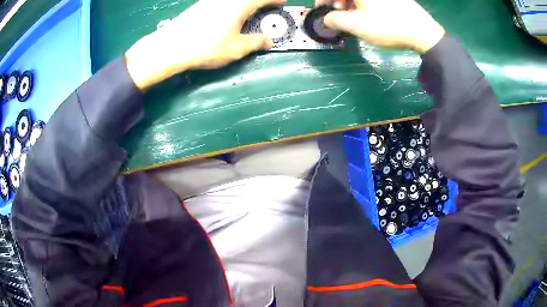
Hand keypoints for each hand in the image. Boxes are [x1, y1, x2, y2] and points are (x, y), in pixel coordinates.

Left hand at [126, 0, 285, 89]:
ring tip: (248, 13)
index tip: (281, 2)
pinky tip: (228, 16)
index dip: (274, 0)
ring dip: (245, 4)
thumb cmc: (206, 47)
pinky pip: (221, 2)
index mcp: (240, 5)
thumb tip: (268, 41)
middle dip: (259, 2)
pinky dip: (231, 6)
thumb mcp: (237, 48)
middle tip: (266, 8)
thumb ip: (256, 42)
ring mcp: (211, 1)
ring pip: (233, 0)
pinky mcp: (199, 6)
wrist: (171, 47)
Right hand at [315, 0, 444, 53]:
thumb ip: (335, 20)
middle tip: (340, 16)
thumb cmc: (388, 27)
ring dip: (350, 4)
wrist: (423, 32)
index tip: (322, 11)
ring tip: (355, 18)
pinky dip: (363, 3)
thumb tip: (327, 18)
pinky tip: (368, 14)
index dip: (322, 0)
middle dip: (337, 2)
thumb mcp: (357, 25)